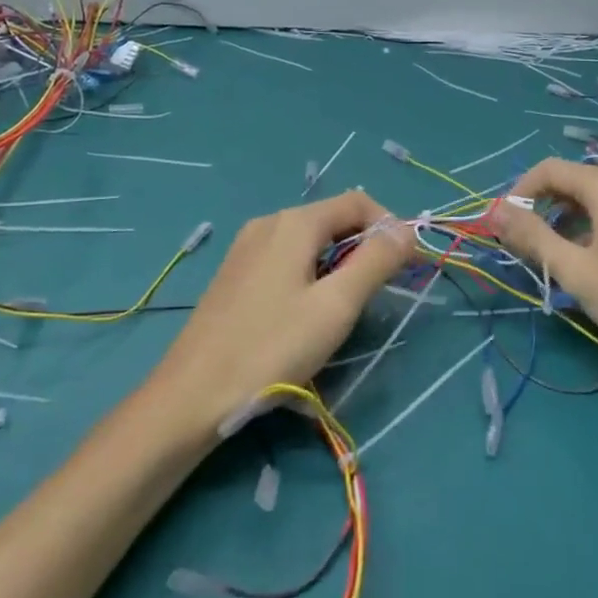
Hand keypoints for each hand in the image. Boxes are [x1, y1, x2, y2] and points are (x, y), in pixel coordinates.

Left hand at [148, 190, 414, 434]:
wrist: (191, 396)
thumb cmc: (271, 348)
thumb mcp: (336, 306)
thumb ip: (375, 262)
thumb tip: (405, 230)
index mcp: (294, 223)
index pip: (358, 202)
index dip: (389, 227)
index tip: (405, 266)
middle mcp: (268, 223)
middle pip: (332, 219)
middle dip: (363, 248)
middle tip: (376, 295)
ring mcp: (246, 248)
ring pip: (309, 242)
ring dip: (338, 265)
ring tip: (342, 310)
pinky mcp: (234, 275)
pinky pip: (286, 260)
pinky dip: (310, 275)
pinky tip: (303, 316)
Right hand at [489, 158, 597, 364]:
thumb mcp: (576, 270)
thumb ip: (532, 237)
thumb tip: (495, 211)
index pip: (549, 169)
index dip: (520, 193)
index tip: (505, 228)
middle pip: (576, 181)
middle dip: (544, 209)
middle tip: (528, 247)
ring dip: (571, 220)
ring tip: (561, 259)